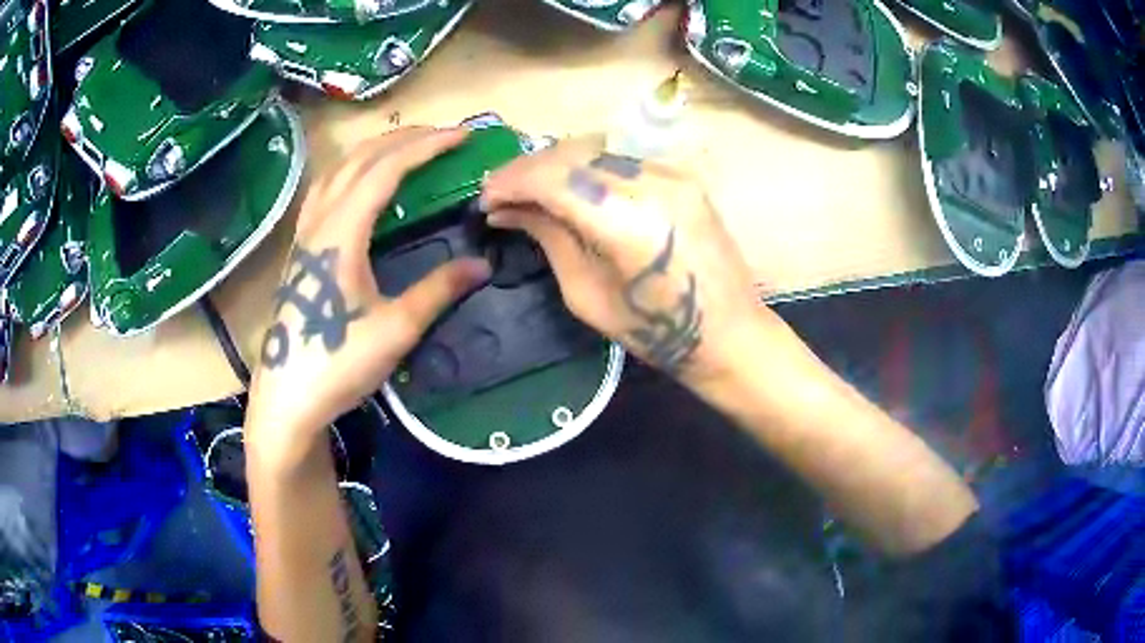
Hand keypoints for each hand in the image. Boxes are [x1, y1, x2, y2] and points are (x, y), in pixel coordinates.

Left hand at [246, 127, 490, 466]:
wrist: (288, 398)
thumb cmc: (338, 363)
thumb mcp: (396, 329)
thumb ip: (438, 291)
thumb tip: (482, 265)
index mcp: (342, 232)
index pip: (386, 169)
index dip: (427, 147)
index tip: (462, 136)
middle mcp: (320, 222)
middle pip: (360, 160)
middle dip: (403, 140)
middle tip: (443, 135)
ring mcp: (305, 235)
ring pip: (337, 172)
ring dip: (373, 151)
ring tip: (405, 148)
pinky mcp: (300, 251)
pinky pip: (324, 192)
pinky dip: (350, 173)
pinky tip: (359, 184)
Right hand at [480, 141, 770, 388]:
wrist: (727, 332)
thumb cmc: (655, 331)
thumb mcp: (586, 294)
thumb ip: (548, 239)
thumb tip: (507, 211)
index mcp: (628, 223)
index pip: (555, 177)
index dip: (511, 182)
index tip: (485, 199)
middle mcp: (653, 183)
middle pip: (573, 153)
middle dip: (528, 169)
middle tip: (501, 194)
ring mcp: (673, 173)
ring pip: (596, 147)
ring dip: (555, 163)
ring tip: (530, 190)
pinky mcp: (682, 175)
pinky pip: (621, 157)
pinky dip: (586, 165)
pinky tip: (570, 186)